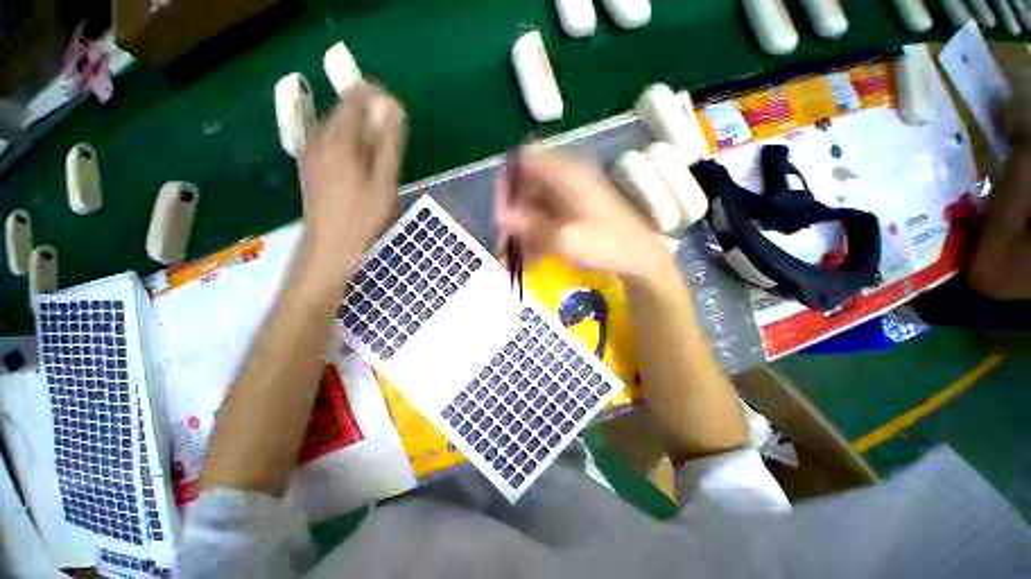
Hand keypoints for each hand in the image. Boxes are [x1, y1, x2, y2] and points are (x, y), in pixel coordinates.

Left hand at [298, 84, 405, 284]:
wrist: (329, 246)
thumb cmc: (362, 217)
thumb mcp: (384, 181)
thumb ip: (387, 143)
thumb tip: (391, 107)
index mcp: (338, 140)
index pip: (354, 98)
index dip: (376, 98)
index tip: (394, 113)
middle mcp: (318, 138)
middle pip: (344, 111)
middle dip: (369, 119)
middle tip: (389, 149)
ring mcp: (310, 151)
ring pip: (338, 127)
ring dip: (360, 135)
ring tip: (377, 165)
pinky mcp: (309, 164)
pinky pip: (331, 142)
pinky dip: (349, 147)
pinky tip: (360, 172)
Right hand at [495, 148, 667, 279]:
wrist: (639, 258)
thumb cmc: (608, 245)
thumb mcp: (566, 240)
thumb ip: (532, 227)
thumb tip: (500, 217)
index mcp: (567, 175)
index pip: (525, 160)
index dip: (508, 183)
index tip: (502, 213)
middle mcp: (565, 181)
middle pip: (526, 188)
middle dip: (514, 217)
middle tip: (506, 244)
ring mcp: (568, 198)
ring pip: (533, 208)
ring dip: (523, 233)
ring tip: (518, 261)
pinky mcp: (571, 213)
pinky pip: (545, 220)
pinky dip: (536, 239)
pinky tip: (532, 261)